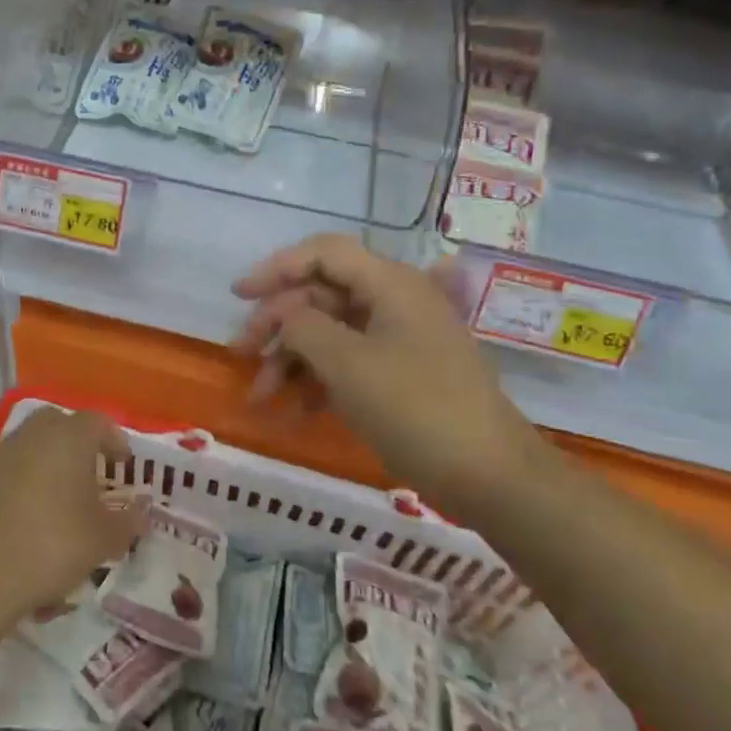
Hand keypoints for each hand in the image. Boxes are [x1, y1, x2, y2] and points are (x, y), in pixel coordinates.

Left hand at [0, 408, 147, 621]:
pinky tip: (23, 524)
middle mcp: (32, 435)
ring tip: (57, 504)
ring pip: (29, 448)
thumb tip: (142, 508)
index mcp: (69, 437)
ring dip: (46, 466)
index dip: (114, 441)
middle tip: (89, 477)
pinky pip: (5, 474)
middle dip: (76, 446)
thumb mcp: (104, 539)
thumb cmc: (52, 545)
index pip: (99, 422)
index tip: (122, 465)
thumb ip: (129, 520)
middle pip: (59, 426)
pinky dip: (18, 488)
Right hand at [232, 234, 547, 512]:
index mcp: (390, 284)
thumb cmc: (416, 409)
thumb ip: (302, 326)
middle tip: (242, 354)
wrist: (491, 477)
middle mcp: (395, 302)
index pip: (324, 253)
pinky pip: (348, 363)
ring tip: (261, 395)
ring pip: (330, 332)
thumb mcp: (347, 364)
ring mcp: (400, 340)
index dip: (277, 267)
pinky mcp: (401, 375)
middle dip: (278, 323)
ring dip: (292, 358)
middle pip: (322, 295)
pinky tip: (294, 410)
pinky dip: (318, 380)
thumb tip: (284, 314)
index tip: (239, 296)